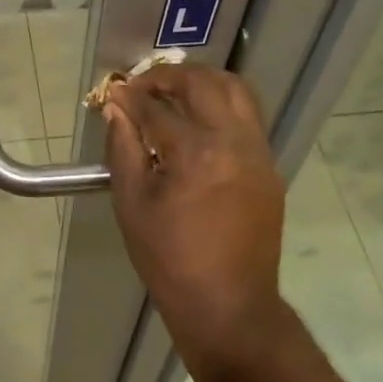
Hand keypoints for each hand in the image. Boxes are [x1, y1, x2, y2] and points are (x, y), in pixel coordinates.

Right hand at [102, 65, 287, 373]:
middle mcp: (234, 142)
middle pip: (203, 84)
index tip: (113, 92)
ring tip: (175, 92)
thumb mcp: (132, 205)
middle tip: (143, 86)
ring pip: (237, 90)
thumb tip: (116, 108)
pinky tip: (200, 121)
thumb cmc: (170, 260)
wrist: (228, 305)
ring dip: (203, 82)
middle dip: (169, 76)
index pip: (156, 108)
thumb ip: (123, 148)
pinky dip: (223, 105)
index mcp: (196, 154)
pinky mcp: (269, 167)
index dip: (130, 97)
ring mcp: (258, 153)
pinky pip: (249, 117)